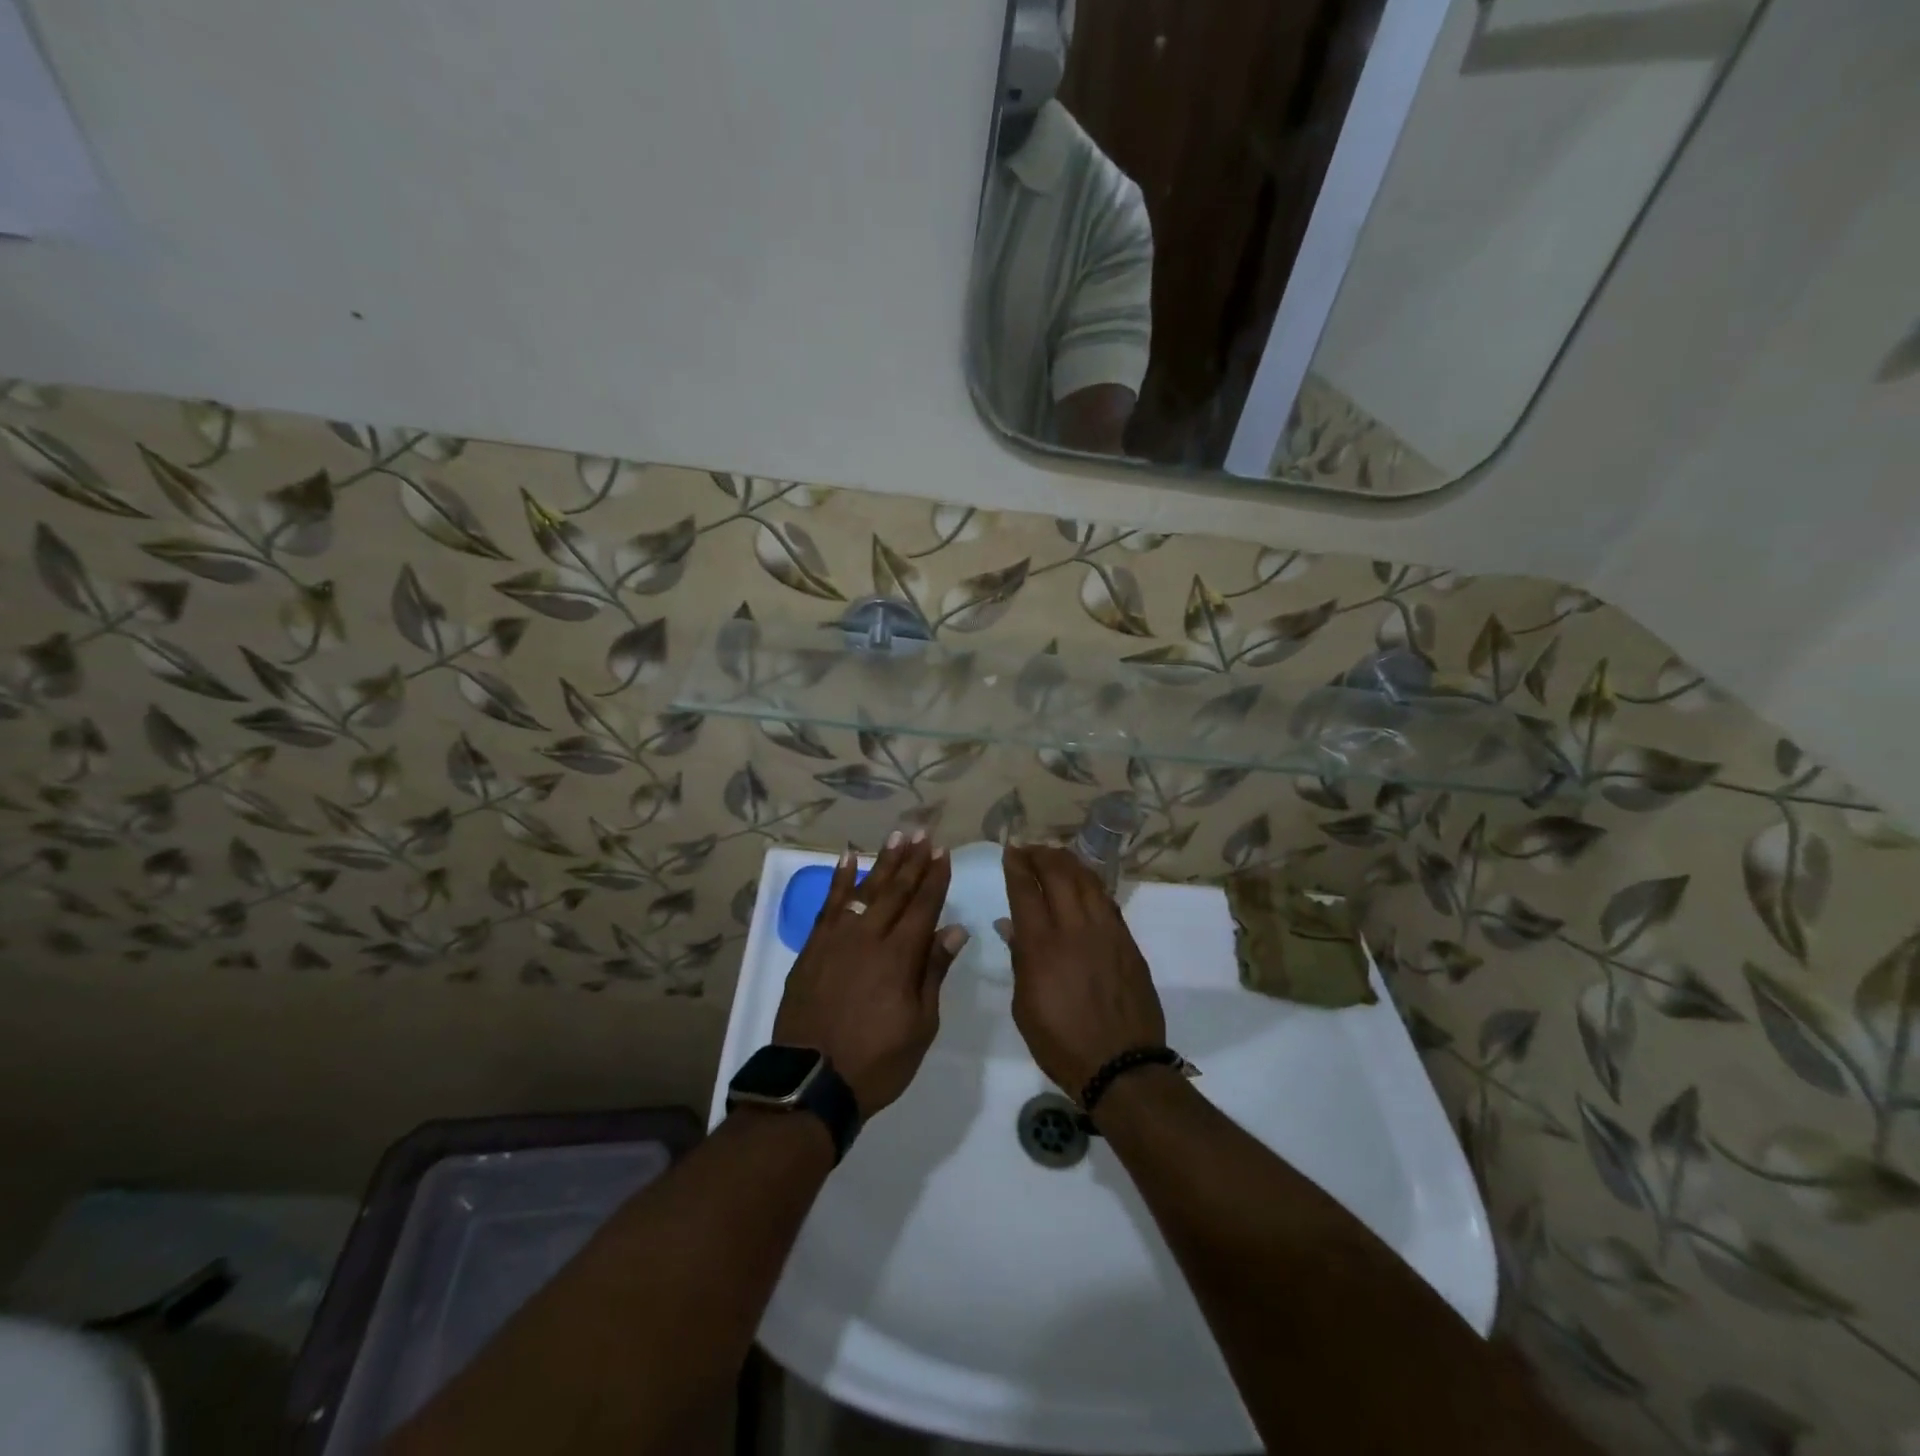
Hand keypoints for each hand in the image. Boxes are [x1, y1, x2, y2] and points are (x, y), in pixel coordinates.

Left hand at [773, 831, 966, 1118]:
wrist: (811, 1081)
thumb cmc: (876, 1061)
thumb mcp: (920, 1025)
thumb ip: (933, 972)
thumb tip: (954, 930)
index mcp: (900, 957)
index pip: (924, 907)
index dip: (935, 879)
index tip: (944, 853)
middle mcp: (869, 937)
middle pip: (896, 890)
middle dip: (912, 860)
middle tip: (923, 833)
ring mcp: (837, 939)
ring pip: (865, 889)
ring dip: (883, 861)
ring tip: (896, 835)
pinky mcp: (813, 947)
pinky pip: (828, 904)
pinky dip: (839, 880)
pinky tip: (847, 859)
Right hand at [1002, 845, 1165, 1097]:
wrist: (1121, 1066)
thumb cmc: (1061, 1043)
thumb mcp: (1024, 1007)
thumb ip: (1020, 960)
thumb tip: (1012, 926)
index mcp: (1042, 946)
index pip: (1025, 890)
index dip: (1016, 865)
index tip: (1010, 851)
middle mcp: (1075, 929)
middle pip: (1058, 874)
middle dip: (1041, 855)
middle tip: (1030, 849)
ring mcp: (1106, 932)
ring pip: (1087, 881)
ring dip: (1069, 863)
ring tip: (1056, 857)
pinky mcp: (1128, 942)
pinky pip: (1107, 901)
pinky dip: (1092, 885)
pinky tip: (1084, 884)